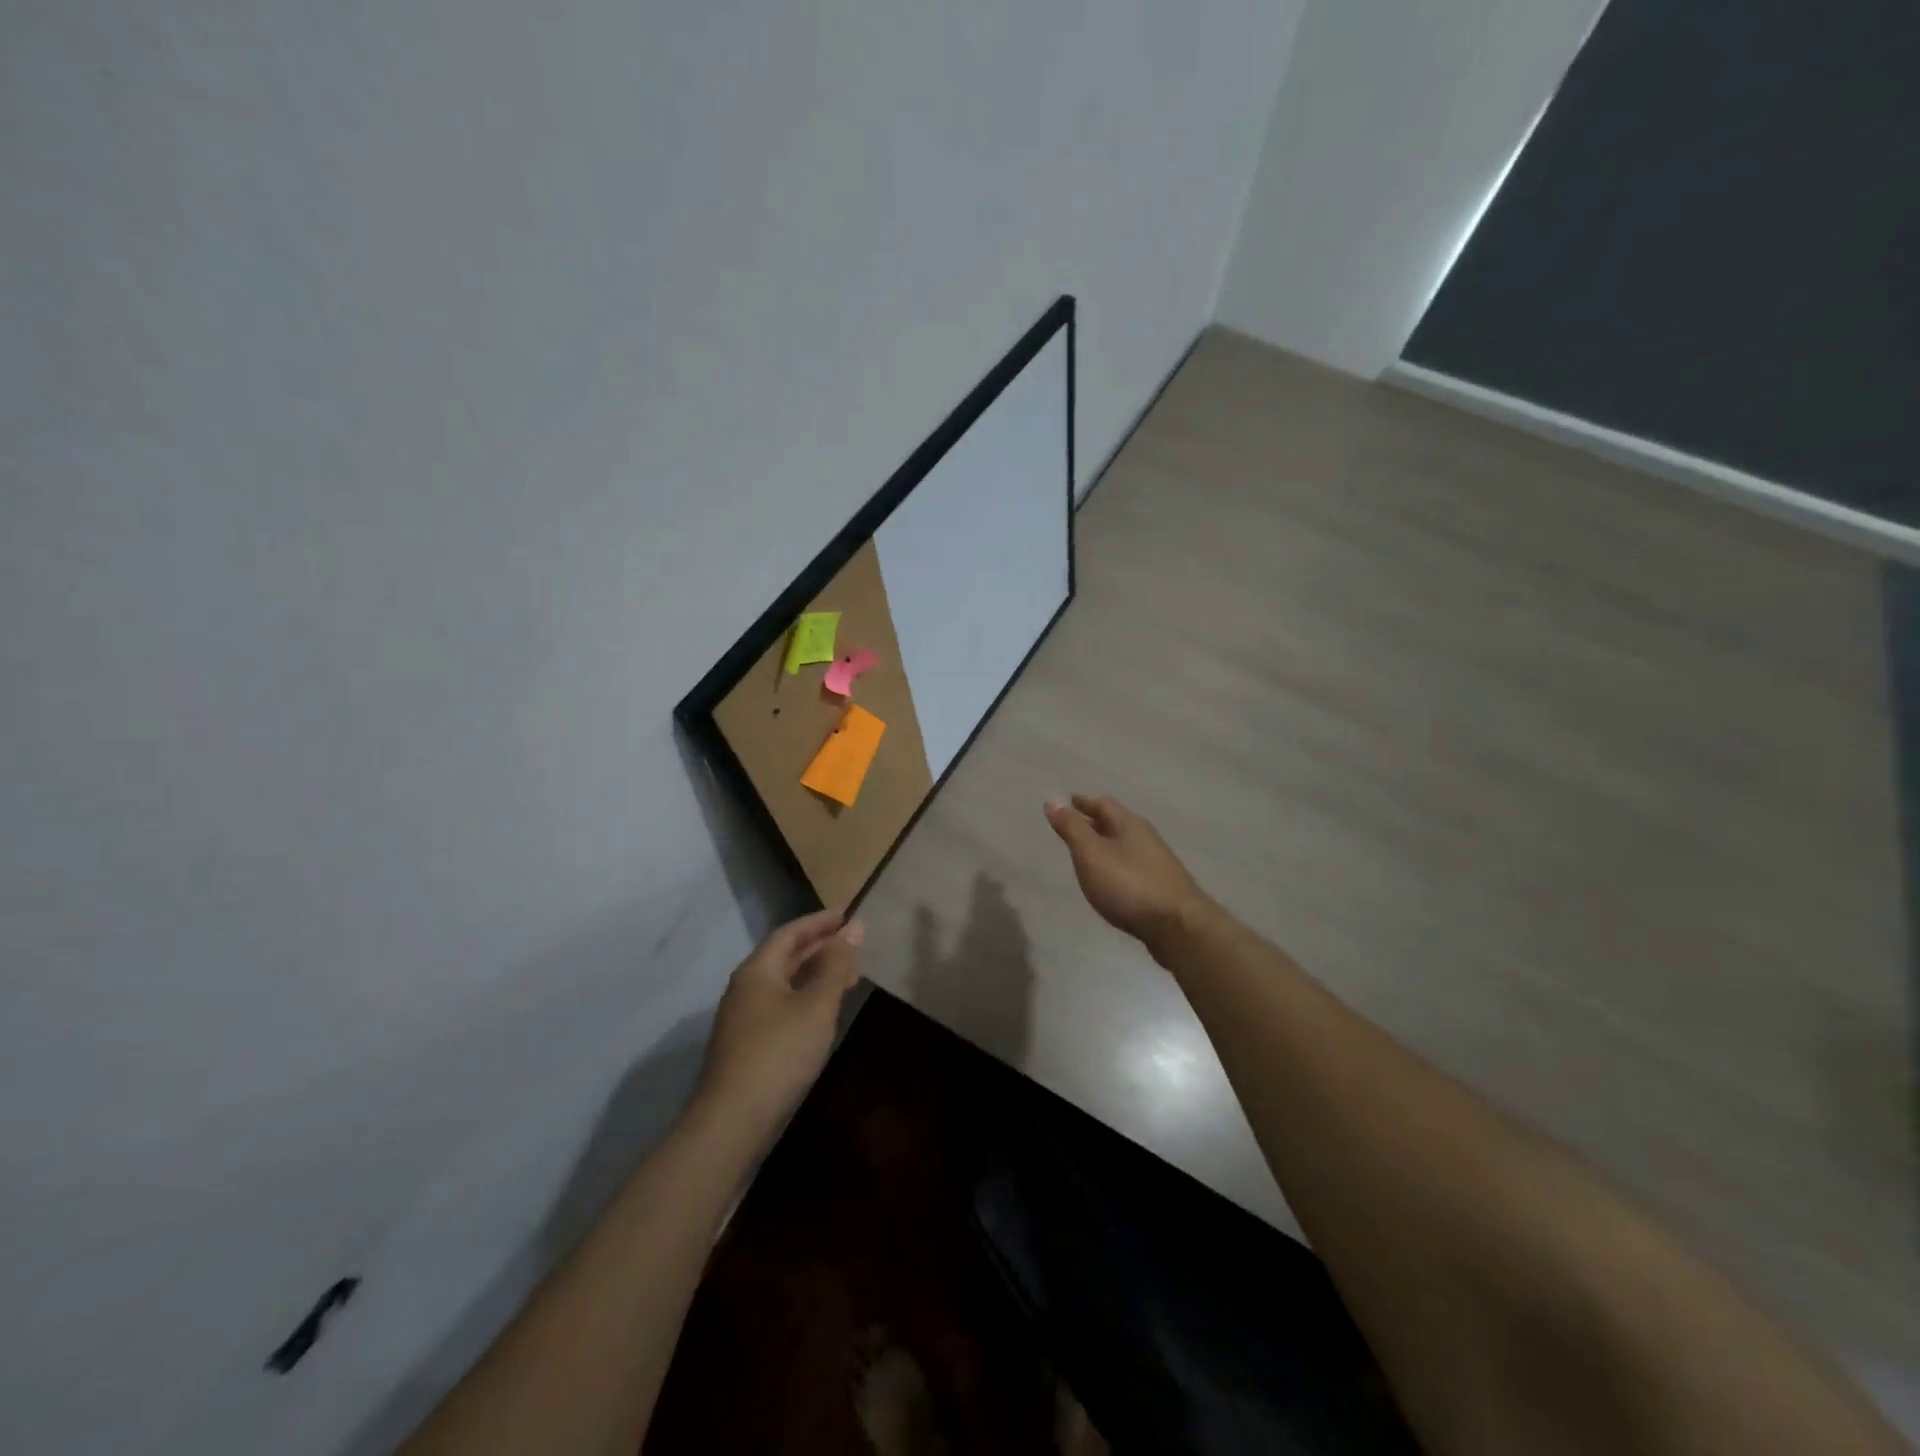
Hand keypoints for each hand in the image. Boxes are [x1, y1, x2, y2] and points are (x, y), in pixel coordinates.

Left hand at [696, 910, 862, 1132]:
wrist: (731, 1121)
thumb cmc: (779, 1053)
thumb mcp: (817, 1005)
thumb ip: (836, 965)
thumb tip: (854, 927)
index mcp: (758, 969)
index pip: (790, 933)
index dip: (819, 922)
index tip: (847, 915)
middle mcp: (745, 987)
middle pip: (784, 956)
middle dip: (818, 947)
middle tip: (851, 944)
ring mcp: (742, 1017)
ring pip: (782, 983)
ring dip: (813, 974)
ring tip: (845, 976)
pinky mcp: (745, 1044)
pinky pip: (779, 1004)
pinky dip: (803, 997)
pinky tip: (820, 1013)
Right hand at [1045, 795, 1214, 965]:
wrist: (1178, 927)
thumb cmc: (1129, 885)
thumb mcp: (1091, 854)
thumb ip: (1072, 828)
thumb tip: (1052, 798)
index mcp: (1130, 824)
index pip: (1103, 804)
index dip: (1083, 803)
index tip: (1068, 801)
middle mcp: (1146, 838)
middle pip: (1117, 823)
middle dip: (1095, 822)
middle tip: (1075, 826)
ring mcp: (1157, 863)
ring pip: (1126, 845)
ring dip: (1107, 844)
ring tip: (1089, 853)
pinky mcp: (1162, 887)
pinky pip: (1133, 866)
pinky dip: (1117, 865)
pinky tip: (1112, 880)